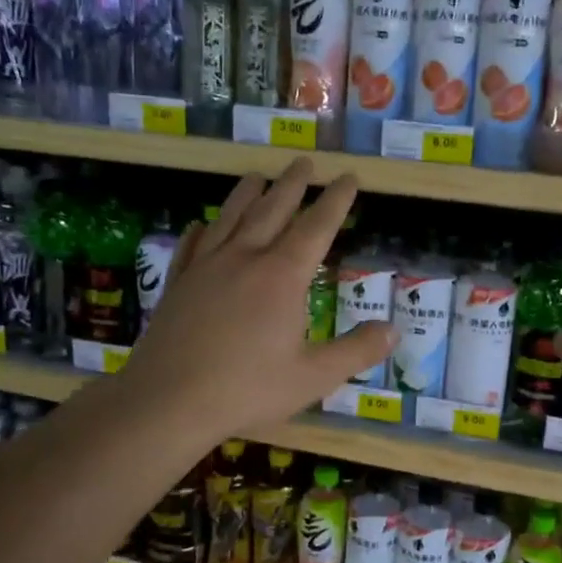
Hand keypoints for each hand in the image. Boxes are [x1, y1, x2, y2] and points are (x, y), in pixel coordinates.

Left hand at [119, 159, 395, 445]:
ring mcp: (205, 268)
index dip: (336, 201)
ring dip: (247, 194)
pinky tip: (201, 223)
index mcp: (282, 276)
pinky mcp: (177, 284)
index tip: (349, 177)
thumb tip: (394, 330)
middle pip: (272, 210)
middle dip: (293, 185)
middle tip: (305, 162)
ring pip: (230, 218)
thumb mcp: (314, 377)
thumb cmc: (247, 389)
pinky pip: (191, 246)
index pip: (316, 227)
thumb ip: (356, 351)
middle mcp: (244, 259)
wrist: (168, 400)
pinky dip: (201, 230)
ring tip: (257, 175)